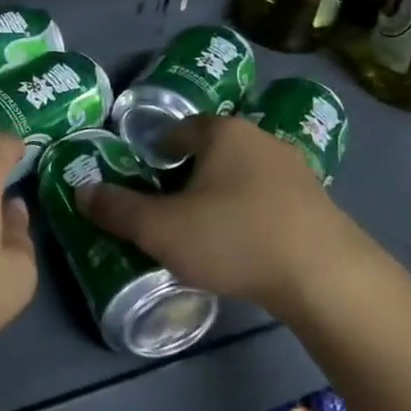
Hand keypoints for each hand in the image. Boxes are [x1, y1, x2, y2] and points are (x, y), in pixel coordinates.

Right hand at [77, 115, 379, 321]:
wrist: (328, 279)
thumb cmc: (235, 238)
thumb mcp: (161, 229)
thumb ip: (117, 209)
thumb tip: (81, 190)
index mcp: (222, 132)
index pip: (177, 130)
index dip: (155, 155)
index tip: (145, 184)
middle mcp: (260, 139)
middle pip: (210, 151)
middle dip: (187, 177)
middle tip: (168, 212)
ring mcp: (295, 169)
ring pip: (241, 176)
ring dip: (221, 197)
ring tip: (206, 233)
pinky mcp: (319, 203)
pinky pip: (269, 199)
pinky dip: (252, 215)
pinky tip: (246, 247)